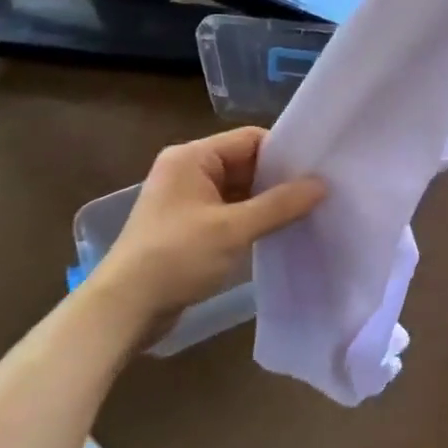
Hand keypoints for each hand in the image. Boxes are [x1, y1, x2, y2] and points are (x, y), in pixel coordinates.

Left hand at [90, 128, 324, 327]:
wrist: (125, 308)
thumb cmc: (176, 257)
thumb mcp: (233, 229)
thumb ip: (279, 205)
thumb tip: (322, 184)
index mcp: (192, 158)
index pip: (249, 139)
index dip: (284, 152)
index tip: (318, 170)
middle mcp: (187, 171)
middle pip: (245, 163)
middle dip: (278, 179)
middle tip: (320, 193)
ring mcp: (186, 200)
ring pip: (238, 190)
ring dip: (267, 202)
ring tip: (307, 213)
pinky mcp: (188, 227)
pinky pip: (228, 212)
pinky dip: (251, 219)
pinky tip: (278, 232)